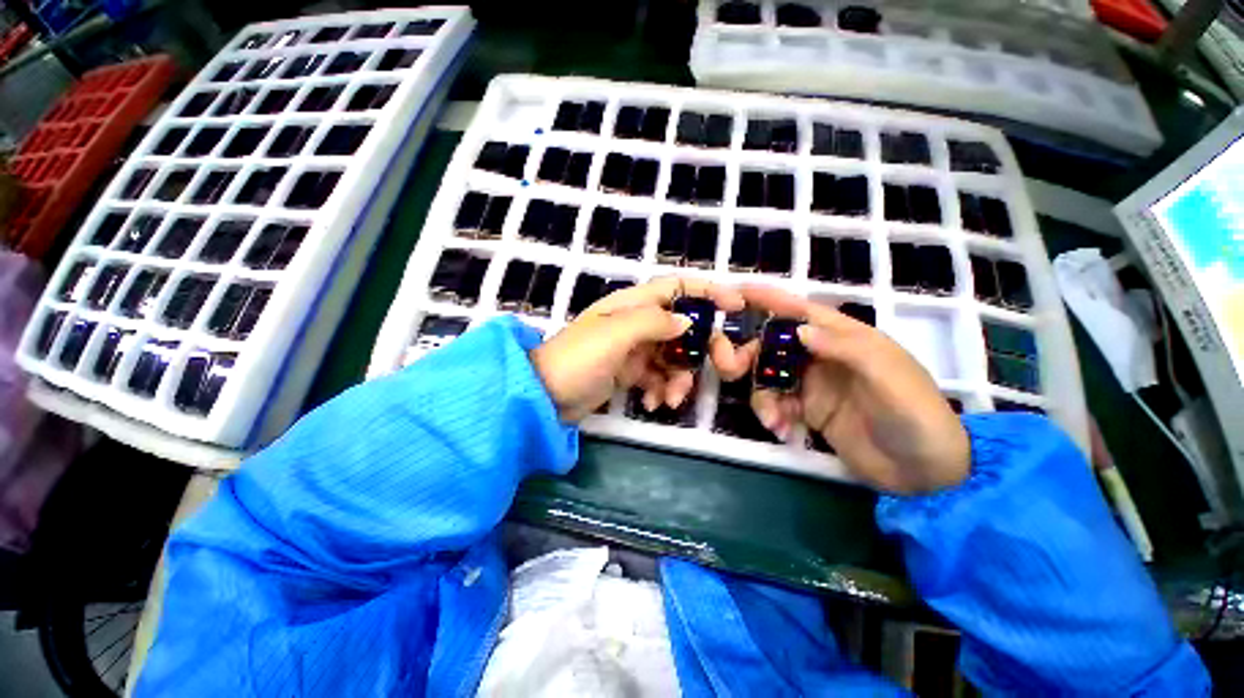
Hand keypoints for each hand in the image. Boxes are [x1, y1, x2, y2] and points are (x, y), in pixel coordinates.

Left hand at [531, 277, 744, 421]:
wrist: (544, 397)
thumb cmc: (578, 360)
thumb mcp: (614, 335)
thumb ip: (653, 322)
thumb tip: (687, 323)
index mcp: (632, 304)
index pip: (676, 286)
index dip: (708, 291)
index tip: (736, 306)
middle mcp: (637, 323)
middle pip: (685, 327)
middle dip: (704, 348)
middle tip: (723, 369)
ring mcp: (634, 349)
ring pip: (675, 357)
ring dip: (680, 379)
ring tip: (669, 400)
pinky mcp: (630, 373)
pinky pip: (658, 377)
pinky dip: (660, 390)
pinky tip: (650, 404)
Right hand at [715, 285, 969, 494]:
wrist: (925, 472)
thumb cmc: (915, 415)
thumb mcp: (888, 377)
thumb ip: (845, 348)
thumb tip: (799, 330)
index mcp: (845, 338)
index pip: (802, 311)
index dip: (770, 299)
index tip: (737, 291)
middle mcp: (823, 357)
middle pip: (774, 344)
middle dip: (751, 355)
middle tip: (733, 370)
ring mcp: (813, 384)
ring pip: (769, 375)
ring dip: (761, 394)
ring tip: (771, 418)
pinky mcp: (808, 410)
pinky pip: (776, 403)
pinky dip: (770, 413)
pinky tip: (780, 429)